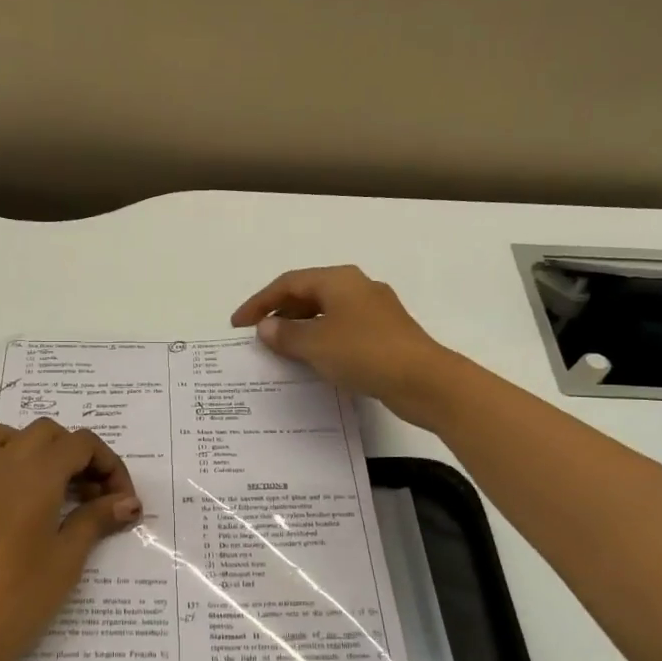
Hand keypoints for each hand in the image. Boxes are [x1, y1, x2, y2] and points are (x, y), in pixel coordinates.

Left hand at [0, 419, 140, 660]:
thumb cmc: (20, 599)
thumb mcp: (68, 559)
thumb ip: (96, 519)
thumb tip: (129, 501)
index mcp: (37, 473)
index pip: (81, 444)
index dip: (109, 466)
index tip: (122, 502)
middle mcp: (0, 465)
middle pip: (43, 432)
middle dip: (72, 453)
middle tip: (89, 496)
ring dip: (19, 445)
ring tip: (39, 481)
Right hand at [231, 266, 459, 425]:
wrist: (424, 380)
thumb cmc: (364, 353)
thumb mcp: (316, 344)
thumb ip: (286, 335)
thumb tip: (266, 327)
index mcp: (339, 280)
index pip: (288, 283)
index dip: (259, 302)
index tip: (238, 325)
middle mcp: (357, 287)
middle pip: (309, 294)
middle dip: (280, 313)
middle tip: (259, 336)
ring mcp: (375, 311)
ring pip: (327, 313)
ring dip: (301, 328)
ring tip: (281, 350)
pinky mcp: (385, 334)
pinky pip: (342, 330)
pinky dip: (321, 340)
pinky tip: (314, 361)